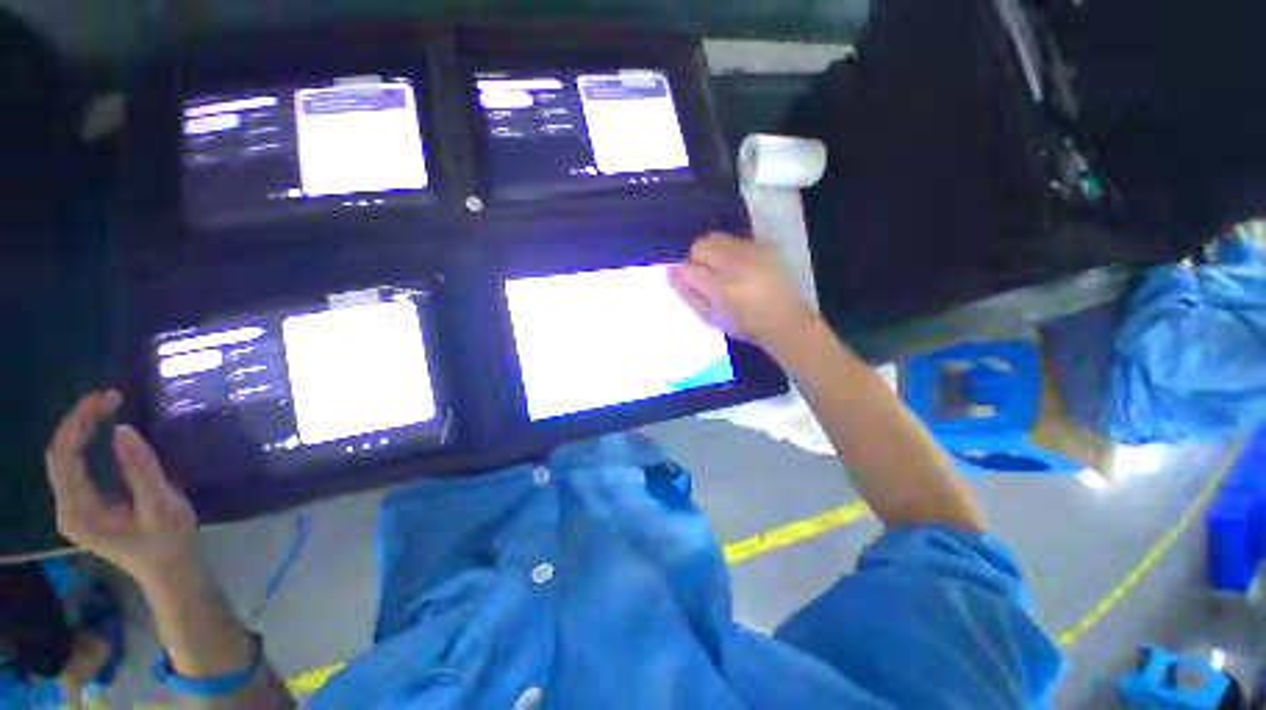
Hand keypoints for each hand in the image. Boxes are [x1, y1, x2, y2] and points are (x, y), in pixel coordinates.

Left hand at [45, 390, 197, 586]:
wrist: (169, 571)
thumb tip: (122, 430)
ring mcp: (73, 510)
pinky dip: (84, 444)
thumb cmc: (168, 541)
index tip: (106, 398)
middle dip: (78, 422)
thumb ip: (141, 470)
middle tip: (108, 397)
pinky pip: (74, 467)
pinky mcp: (83, 508)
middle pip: (59, 456)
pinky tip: (100, 433)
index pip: (64, 457)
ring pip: (63, 460)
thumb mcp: (161, 506)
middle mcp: (67, 510)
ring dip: (80, 430)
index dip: (78, 423)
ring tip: (105, 407)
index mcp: (79, 513)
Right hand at [669, 232, 819, 351]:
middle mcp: (737, 265)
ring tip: (720, 269)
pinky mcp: (763, 245)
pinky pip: (734, 238)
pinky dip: (728, 249)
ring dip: (712, 251)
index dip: (681, 271)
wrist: (784, 319)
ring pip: (716, 237)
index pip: (689, 268)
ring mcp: (752, 252)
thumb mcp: (711, 318)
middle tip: (705, 275)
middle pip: (701, 245)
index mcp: (722, 289)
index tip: (683, 277)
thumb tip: (670, 272)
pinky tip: (737, 265)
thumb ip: (688, 295)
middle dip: (696, 258)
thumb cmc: (743, 325)